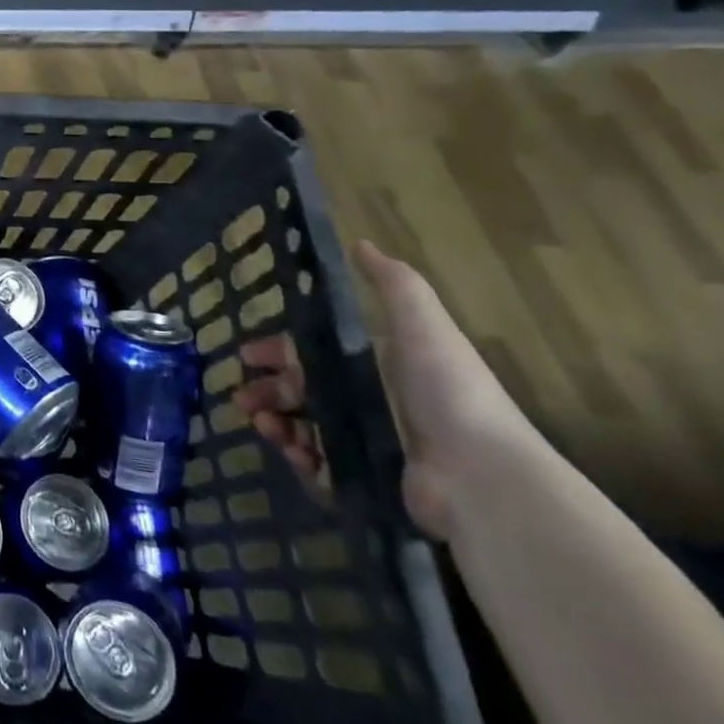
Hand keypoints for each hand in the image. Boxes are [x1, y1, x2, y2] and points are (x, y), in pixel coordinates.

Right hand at [236, 240, 535, 539]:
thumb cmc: (446, 392)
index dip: (277, 353)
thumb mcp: (423, 327)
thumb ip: (394, 284)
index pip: (312, 355)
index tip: (246, 355)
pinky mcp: (365, 481)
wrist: (481, 474)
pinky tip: (294, 453)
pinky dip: (300, 460)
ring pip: (303, 428)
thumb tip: (361, 243)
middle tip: (243, 399)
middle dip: (267, 393)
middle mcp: (369, 403)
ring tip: (265, 426)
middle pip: (301, 393)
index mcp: (376, 367)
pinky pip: (318, 469)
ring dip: (276, 424)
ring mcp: (366, 445)